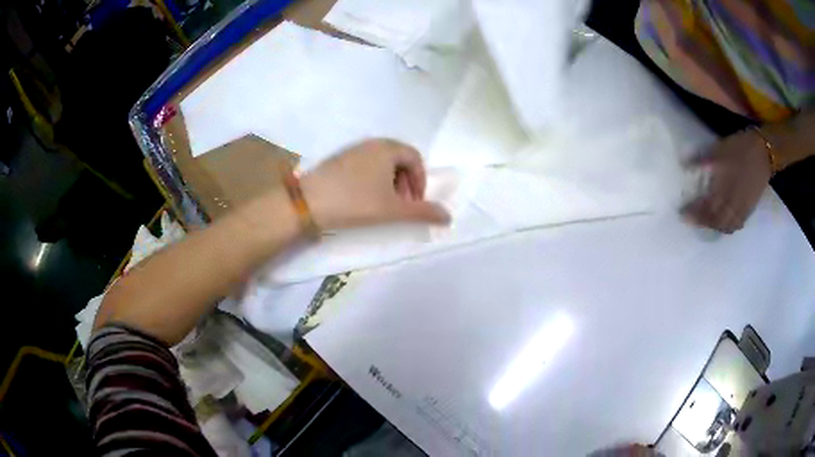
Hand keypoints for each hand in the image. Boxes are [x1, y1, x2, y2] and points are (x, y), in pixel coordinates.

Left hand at [301, 138, 450, 229]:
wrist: (308, 203)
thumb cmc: (356, 202)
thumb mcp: (393, 209)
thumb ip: (422, 212)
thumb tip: (449, 217)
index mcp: (388, 148)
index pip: (415, 158)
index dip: (420, 181)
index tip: (415, 203)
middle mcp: (371, 143)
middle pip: (399, 159)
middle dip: (406, 183)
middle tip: (401, 205)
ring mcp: (352, 150)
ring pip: (381, 163)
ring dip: (390, 183)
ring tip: (383, 205)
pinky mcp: (338, 160)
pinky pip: (365, 166)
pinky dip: (372, 180)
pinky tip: (362, 199)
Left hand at [683, 129, 772, 233]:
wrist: (764, 152)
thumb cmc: (740, 148)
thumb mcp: (719, 150)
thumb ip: (702, 160)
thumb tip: (685, 165)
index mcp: (724, 190)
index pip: (706, 208)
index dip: (694, 213)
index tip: (682, 214)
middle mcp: (733, 204)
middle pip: (716, 221)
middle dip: (703, 223)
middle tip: (691, 220)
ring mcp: (743, 208)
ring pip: (727, 226)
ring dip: (715, 227)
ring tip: (705, 222)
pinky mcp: (750, 208)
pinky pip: (737, 224)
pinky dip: (728, 227)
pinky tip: (723, 223)